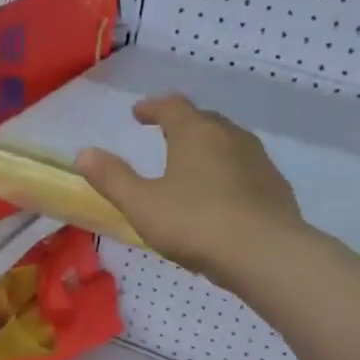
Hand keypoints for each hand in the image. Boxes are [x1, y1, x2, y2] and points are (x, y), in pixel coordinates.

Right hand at [76, 95, 305, 282]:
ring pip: (229, 143)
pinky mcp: (275, 186)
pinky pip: (246, 169)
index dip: (153, 107)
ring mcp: (258, 160)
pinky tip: (223, 195)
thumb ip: (113, 178)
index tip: (139, 113)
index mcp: (195, 133)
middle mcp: (230, 136)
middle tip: (166, 135)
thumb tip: (83, 153)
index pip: (172, 106)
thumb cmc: (196, 224)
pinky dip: (229, 172)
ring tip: (193, 165)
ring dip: (208, 147)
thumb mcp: (142, 205)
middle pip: (203, 120)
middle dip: (182, 124)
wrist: (265, 253)